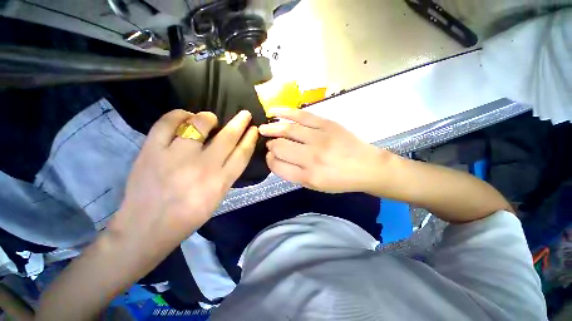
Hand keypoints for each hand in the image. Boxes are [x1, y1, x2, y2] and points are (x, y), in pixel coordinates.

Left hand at [111, 109, 257, 254]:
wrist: (146, 227)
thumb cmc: (188, 216)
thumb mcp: (217, 197)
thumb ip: (227, 174)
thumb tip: (232, 152)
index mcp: (220, 181)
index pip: (242, 154)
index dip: (250, 139)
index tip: (254, 129)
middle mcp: (203, 166)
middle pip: (227, 137)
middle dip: (240, 123)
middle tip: (245, 114)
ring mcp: (176, 157)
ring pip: (198, 125)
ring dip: (208, 118)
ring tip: (210, 119)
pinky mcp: (152, 151)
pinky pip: (167, 123)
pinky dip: (179, 115)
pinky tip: (185, 116)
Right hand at [259, 108, 391, 192]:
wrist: (367, 166)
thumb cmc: (341, 180)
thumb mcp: (316, 186)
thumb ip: (295, 175)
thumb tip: (278, 159)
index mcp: (308, 176)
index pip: (277, 166)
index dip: (270, 161)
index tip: (271, 157)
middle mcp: (311, 157)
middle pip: (279, 147)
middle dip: (271, 146)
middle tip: (271, 144)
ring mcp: (319, 138)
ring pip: (287, 130)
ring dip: (271, 129)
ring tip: (263, 128)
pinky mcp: (327, 124)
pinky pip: (302, 115)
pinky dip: (285, 112)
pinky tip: (274, 112)